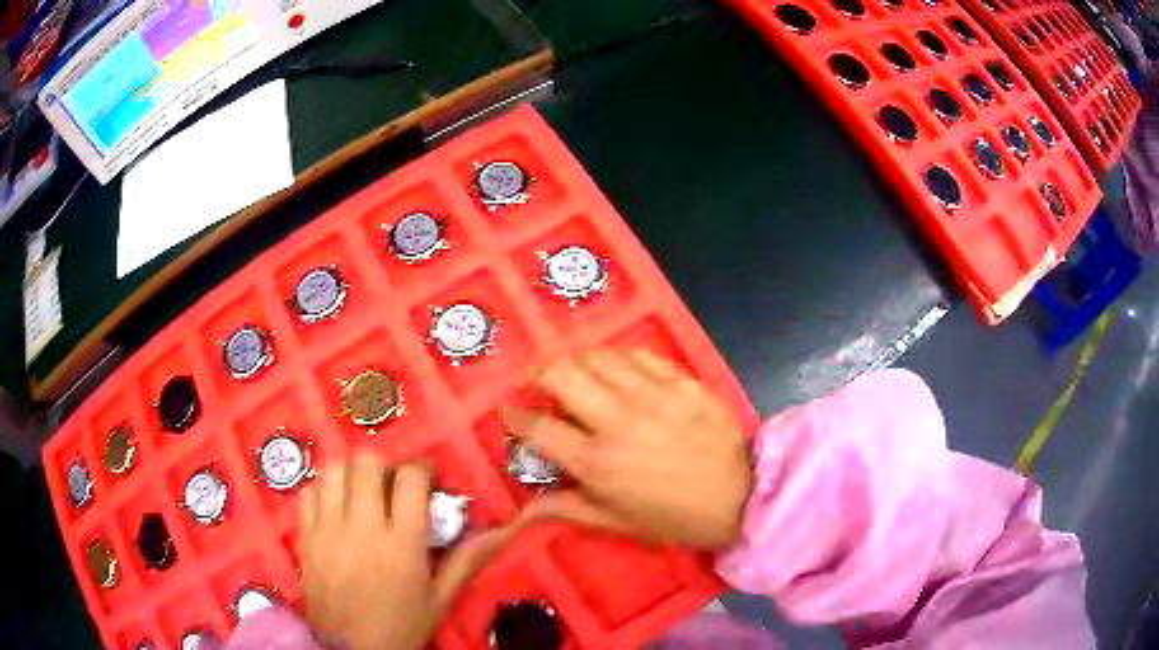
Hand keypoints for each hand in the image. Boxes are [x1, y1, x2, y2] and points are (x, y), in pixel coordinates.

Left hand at [297, 453, 515, 649]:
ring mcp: (328, 529)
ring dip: (351, 474)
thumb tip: (504, 531)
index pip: (411, 478)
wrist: (351, 649)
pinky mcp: (305, 535)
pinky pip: (308, 491)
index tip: (426, 480)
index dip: (422, 469)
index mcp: (402, 543)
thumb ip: (468, 559)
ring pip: (335, 469)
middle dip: (384, 467)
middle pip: (367, 463)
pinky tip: (335, 508)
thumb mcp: (440, 598)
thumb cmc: (402, 625)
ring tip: (362, 494)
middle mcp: (363, 527)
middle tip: (392, 487)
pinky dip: (323, 491)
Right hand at [505, 349, 750, 548]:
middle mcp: (616, 420)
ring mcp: (651, 394)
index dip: (515, 416)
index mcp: (596, 461)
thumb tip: (520, 511)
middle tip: (540, 382)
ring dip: (577, 361)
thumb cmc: (673, 515)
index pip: (538, 427)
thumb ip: (564, 508)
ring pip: (596, 356)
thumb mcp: (615, 521)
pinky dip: (619, 358)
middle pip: (560, 373)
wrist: (740, 496)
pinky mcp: (680, 380)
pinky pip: (639, 354)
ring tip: (578, 372)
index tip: (510, 411)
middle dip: (538, 372)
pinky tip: (619, 367)